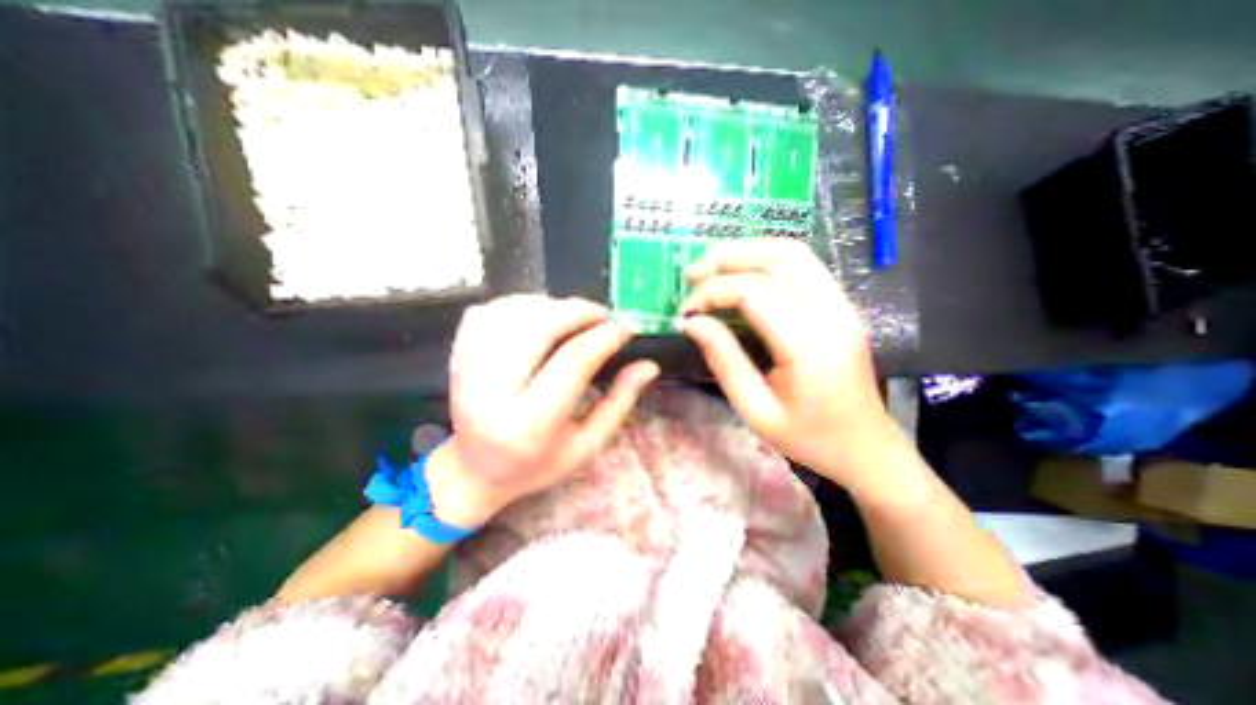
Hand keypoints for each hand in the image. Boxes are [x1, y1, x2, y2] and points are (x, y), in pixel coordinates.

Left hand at [428, 292, 657, 528]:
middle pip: (539, 328)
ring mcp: (466, 373)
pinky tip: (536, 316)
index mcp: (529, 424)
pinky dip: (516, 305)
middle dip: (577, 311)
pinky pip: (485, 313)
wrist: (475, 471)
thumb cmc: (537, 465)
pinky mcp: (455, 359)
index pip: (572, 362)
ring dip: (549, 305)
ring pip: (511, 314)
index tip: (626, 328)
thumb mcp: (587, 445)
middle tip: (601, 315)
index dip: (605, 337)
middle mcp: (491, 394)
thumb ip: (619, 402)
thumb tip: (648, 365)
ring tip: (572, 315)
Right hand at [683, 240, 898, 486]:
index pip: (754, 293)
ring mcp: (841, 305)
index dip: (712, 293)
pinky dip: (766, 259)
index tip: (686, 312)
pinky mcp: (840, 305)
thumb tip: (693, 323)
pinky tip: (742, 272)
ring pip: (792, 253)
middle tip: (691, 274)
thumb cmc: (808, 437)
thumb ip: (723, 361)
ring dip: (747, 251)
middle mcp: (832, 314)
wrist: (865, 448)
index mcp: (810, 345)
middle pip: (777, 259)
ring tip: (712, 266)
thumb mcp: (755, 410)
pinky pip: (803, 265)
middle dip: (727, 258)